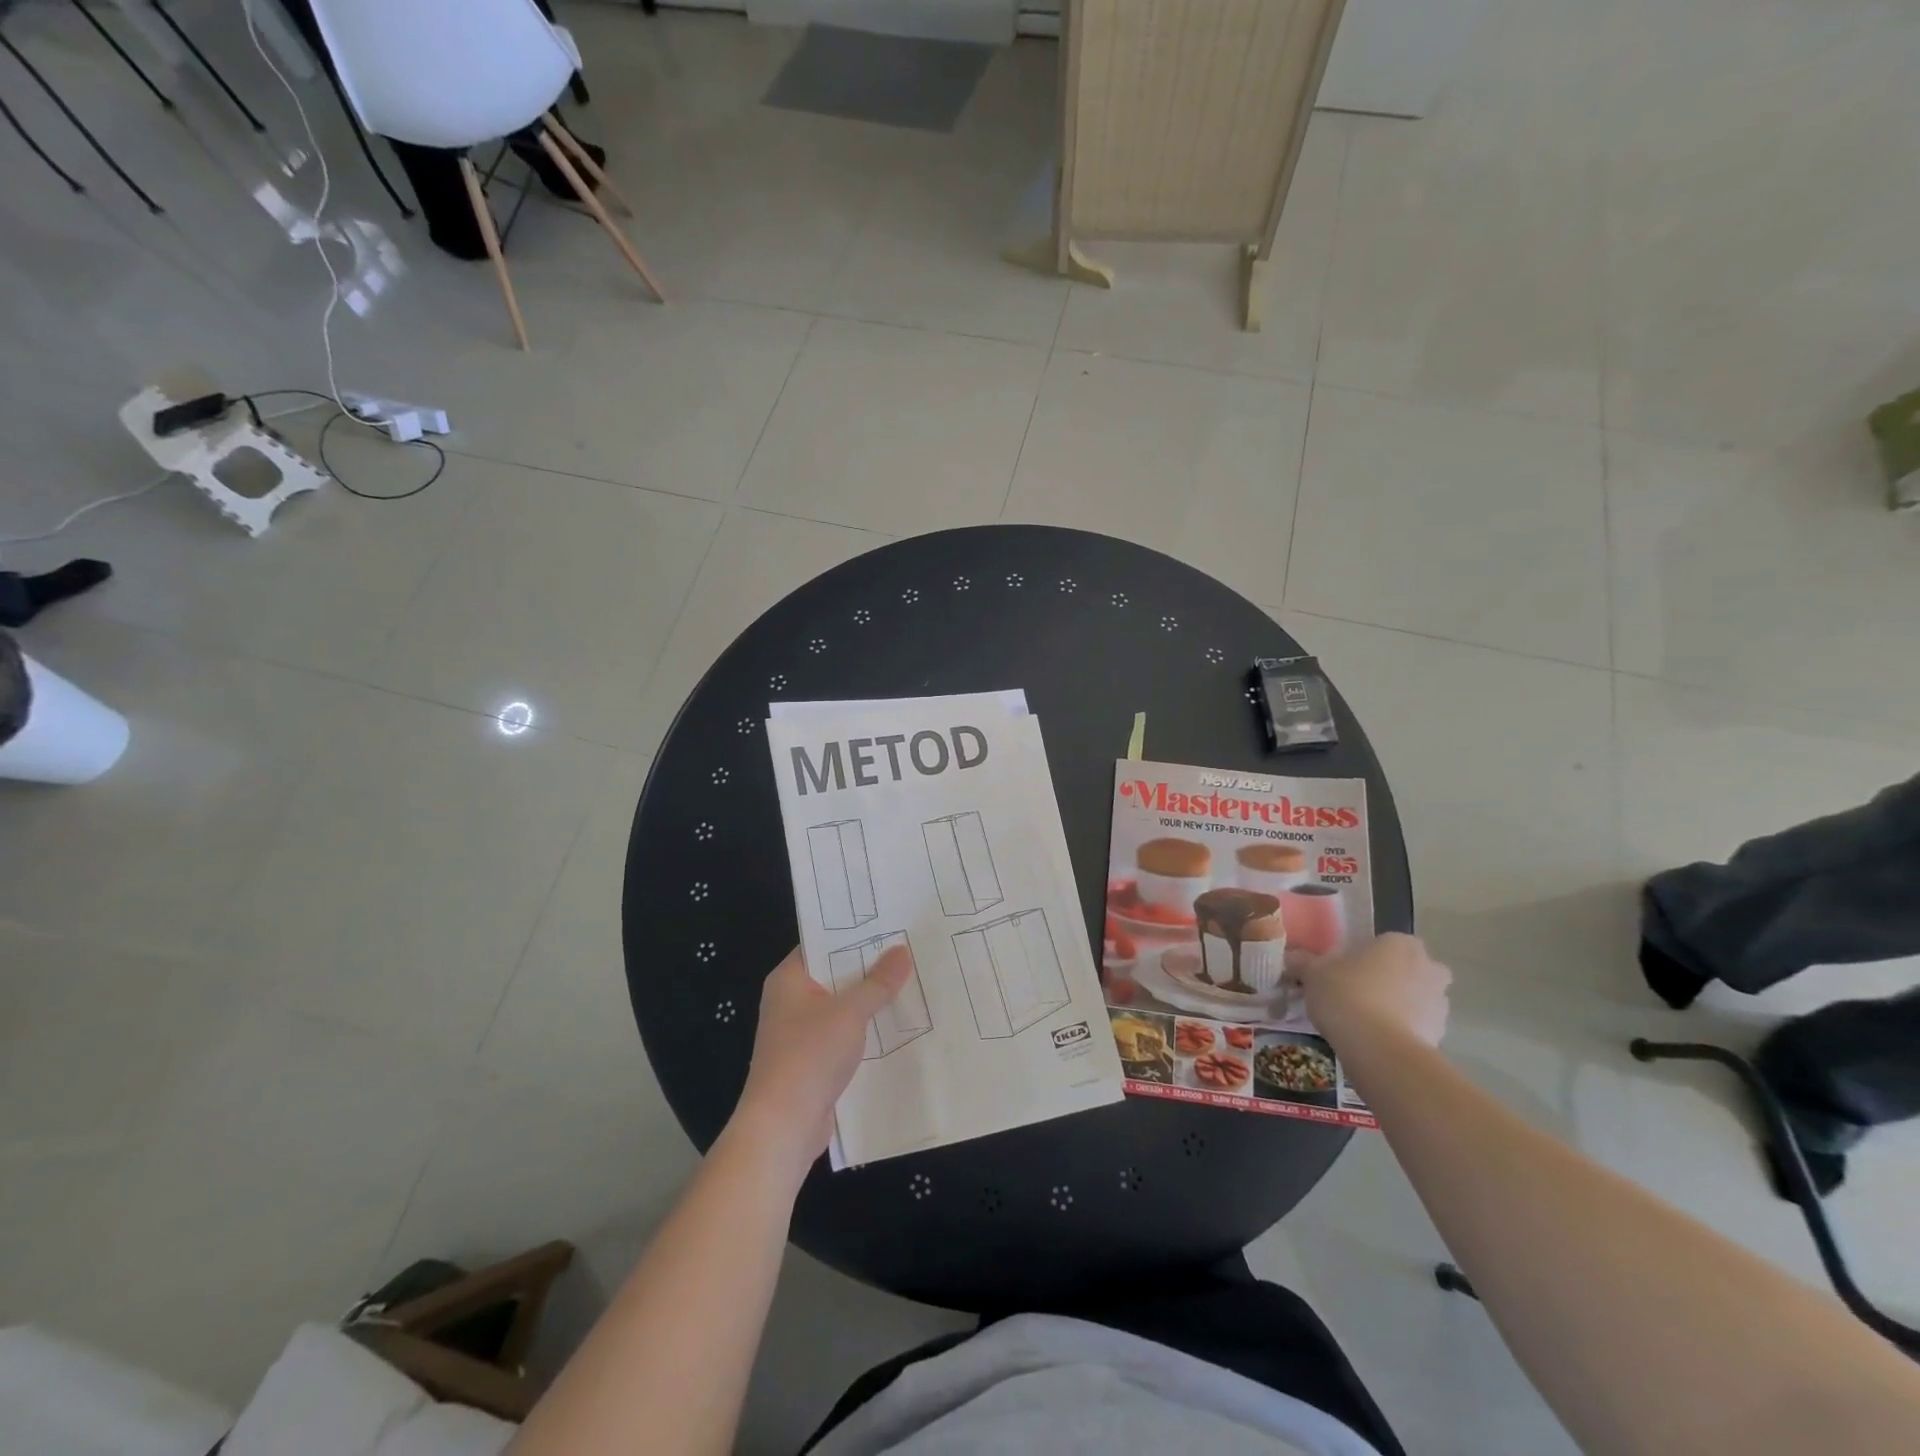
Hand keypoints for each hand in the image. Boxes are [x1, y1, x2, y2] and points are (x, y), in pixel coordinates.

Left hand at [734, 945, 909, 1172]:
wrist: (783, 1127)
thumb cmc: (809, 1056)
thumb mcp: (849, 1012)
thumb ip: (878, 982)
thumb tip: (901, 950)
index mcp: (789, 979)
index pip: (822, 943)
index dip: (854, 934)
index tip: (889, 923)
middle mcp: (791, 1000)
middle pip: (835, 974)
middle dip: (869, 967)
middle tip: (909, 949)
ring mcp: (800, 1032)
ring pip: (842, 1006)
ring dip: (870, 1000)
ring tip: (911, 981)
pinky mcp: (812, 1060)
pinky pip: (843, 1034)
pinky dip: (865, 1029)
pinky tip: (896, 1024)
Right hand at [1289, 933, 1450, 1047]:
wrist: (1379, 1049)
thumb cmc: (1346, 995)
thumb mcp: (1313, 974)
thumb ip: (1303, 961)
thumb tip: (1291, 956)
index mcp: (1399, 943)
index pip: (1383, 942)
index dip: (1364, 957)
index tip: (1344, 971)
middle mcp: (1428, 967)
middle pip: (1408, 969)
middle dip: (1390, 979)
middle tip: (1358, 992)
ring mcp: (1440, 1002)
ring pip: (1416, 998)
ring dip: (1398, 1005)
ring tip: (1364, 1021)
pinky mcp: (1441, 1035)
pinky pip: (1417, 1026)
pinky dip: (1402, 1030)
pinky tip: (1375, 1040)